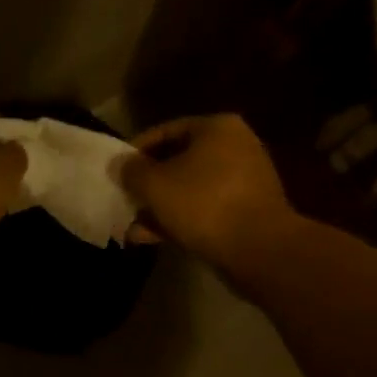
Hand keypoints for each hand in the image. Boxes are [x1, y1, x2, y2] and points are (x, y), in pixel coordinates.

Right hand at [120, 114, 295, 267]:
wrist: (259, 248)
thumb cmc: (203, 203)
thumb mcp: (155, 184)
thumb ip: (132, 171)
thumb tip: (120, 164)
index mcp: (216, 128)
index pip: (165, 131)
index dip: (136, 151)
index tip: (117, 172)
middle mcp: (235, 146)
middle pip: (178, 161)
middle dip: (149, 185)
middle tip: (125, 200)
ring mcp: (244, 180)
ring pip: (190, 189)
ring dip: (160, 208)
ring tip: (133, 227)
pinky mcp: (247, 211)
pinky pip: (205, 209)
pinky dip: (180, 220)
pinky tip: (153, 238)